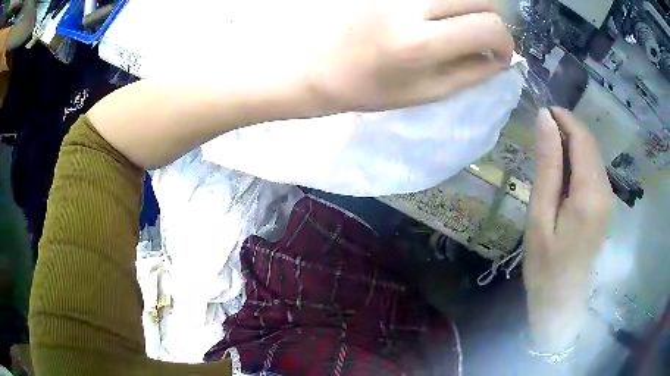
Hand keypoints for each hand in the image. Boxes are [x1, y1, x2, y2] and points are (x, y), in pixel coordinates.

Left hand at [306, 0, 513, 111]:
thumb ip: (471, 73)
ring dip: (470, 6)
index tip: (499, 54)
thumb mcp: (425, 92)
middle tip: (482, 37)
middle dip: (493, 19)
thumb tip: (501, 59)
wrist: (316, 64)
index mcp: (420, 42)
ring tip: (459, 25)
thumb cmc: (368, 87)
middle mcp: (411, 5)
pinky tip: (436, 15)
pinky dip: (446, 1)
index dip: (505, 42)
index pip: (489, 26)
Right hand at [523, 108, 614, 350]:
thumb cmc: (545, 265)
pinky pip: (594, 170)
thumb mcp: (539, 215)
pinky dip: (578, 160)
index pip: (582, 138)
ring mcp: (608, 199)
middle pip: (590, 143)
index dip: (564, 118)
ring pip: (593, 155)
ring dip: (572, 144)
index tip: (542, 112)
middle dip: (568, 128)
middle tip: (541, 132)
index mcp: (590, 193)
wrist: (561, 301)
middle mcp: (605, 190)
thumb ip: (547, 165)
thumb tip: (545, 119)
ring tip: (548, 152)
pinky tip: (562, 173)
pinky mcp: (605, 206)